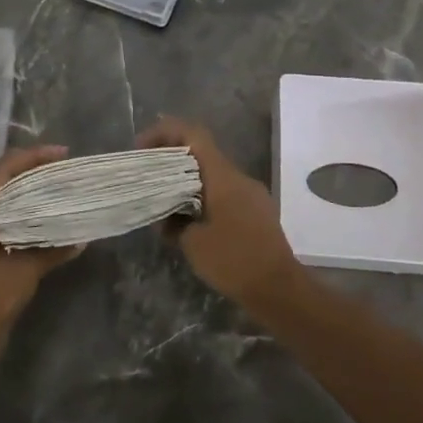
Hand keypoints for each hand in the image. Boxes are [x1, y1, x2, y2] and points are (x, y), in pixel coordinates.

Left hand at [0, 146, 79, 347]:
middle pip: (0, 179)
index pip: (3, 169)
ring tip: (57, 186)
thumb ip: (52, 250)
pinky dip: (22, 212)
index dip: (33, 157)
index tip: (62, 154)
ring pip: (0, 199)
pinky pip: (1, 218)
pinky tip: (44, 219)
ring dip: (27, 190)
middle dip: (31, 169)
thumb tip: (82, 239)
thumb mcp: (24, 271)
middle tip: (62, 167)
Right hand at [137, 118, 301, 309]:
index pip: (193, 135)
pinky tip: (190, 224)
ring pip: (213, 175)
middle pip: (201, 153)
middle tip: (147, 176)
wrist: (280, 289)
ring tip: (164, 205)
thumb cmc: (234, 260)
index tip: (142, 148)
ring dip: (187, 183)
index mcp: (223, 176)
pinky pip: (225, 194)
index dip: (165, 132)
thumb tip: (167, 218)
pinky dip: (203, 199)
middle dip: (172, 160)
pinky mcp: (257, 212)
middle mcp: (239, 177)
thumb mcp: (193, 243)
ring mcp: (251, 194)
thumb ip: (174, 223)